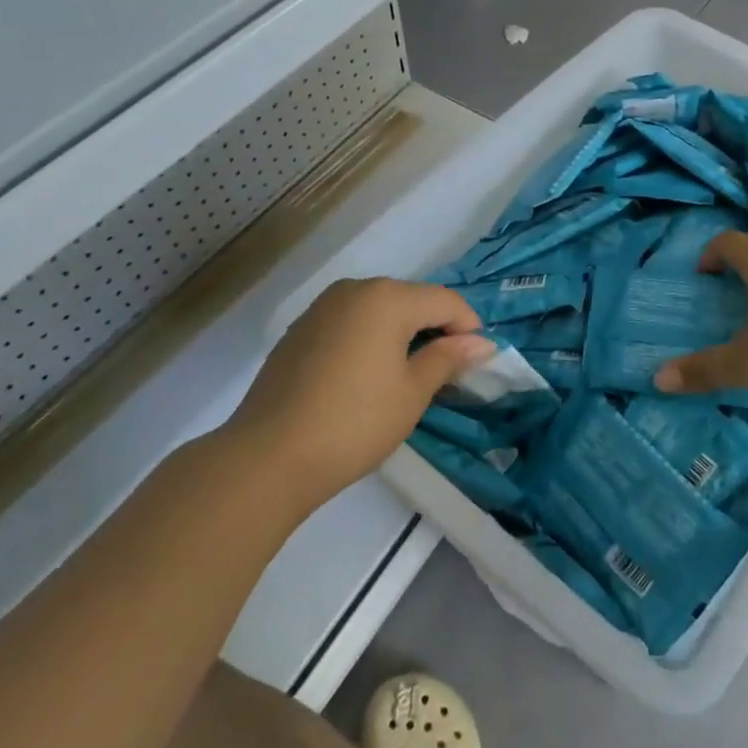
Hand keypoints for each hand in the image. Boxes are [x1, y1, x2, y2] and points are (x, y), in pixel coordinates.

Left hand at [225, 278, 495, 513]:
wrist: (266, 457)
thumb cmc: (354, 422)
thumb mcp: (413, 392)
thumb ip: (449, 358)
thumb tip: (482, 343)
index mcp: (387, 297)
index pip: (445, 300)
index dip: (468, 328)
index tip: (477, 363)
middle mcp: (354, 290)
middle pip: (411, 300)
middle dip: (435, 329)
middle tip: (446, 372)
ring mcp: (322, 308)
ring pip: (379, 310)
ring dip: (402, 334)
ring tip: (407, 375)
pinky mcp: (299, 331)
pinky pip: (350, 323)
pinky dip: (369, 340)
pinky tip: (366, 378)